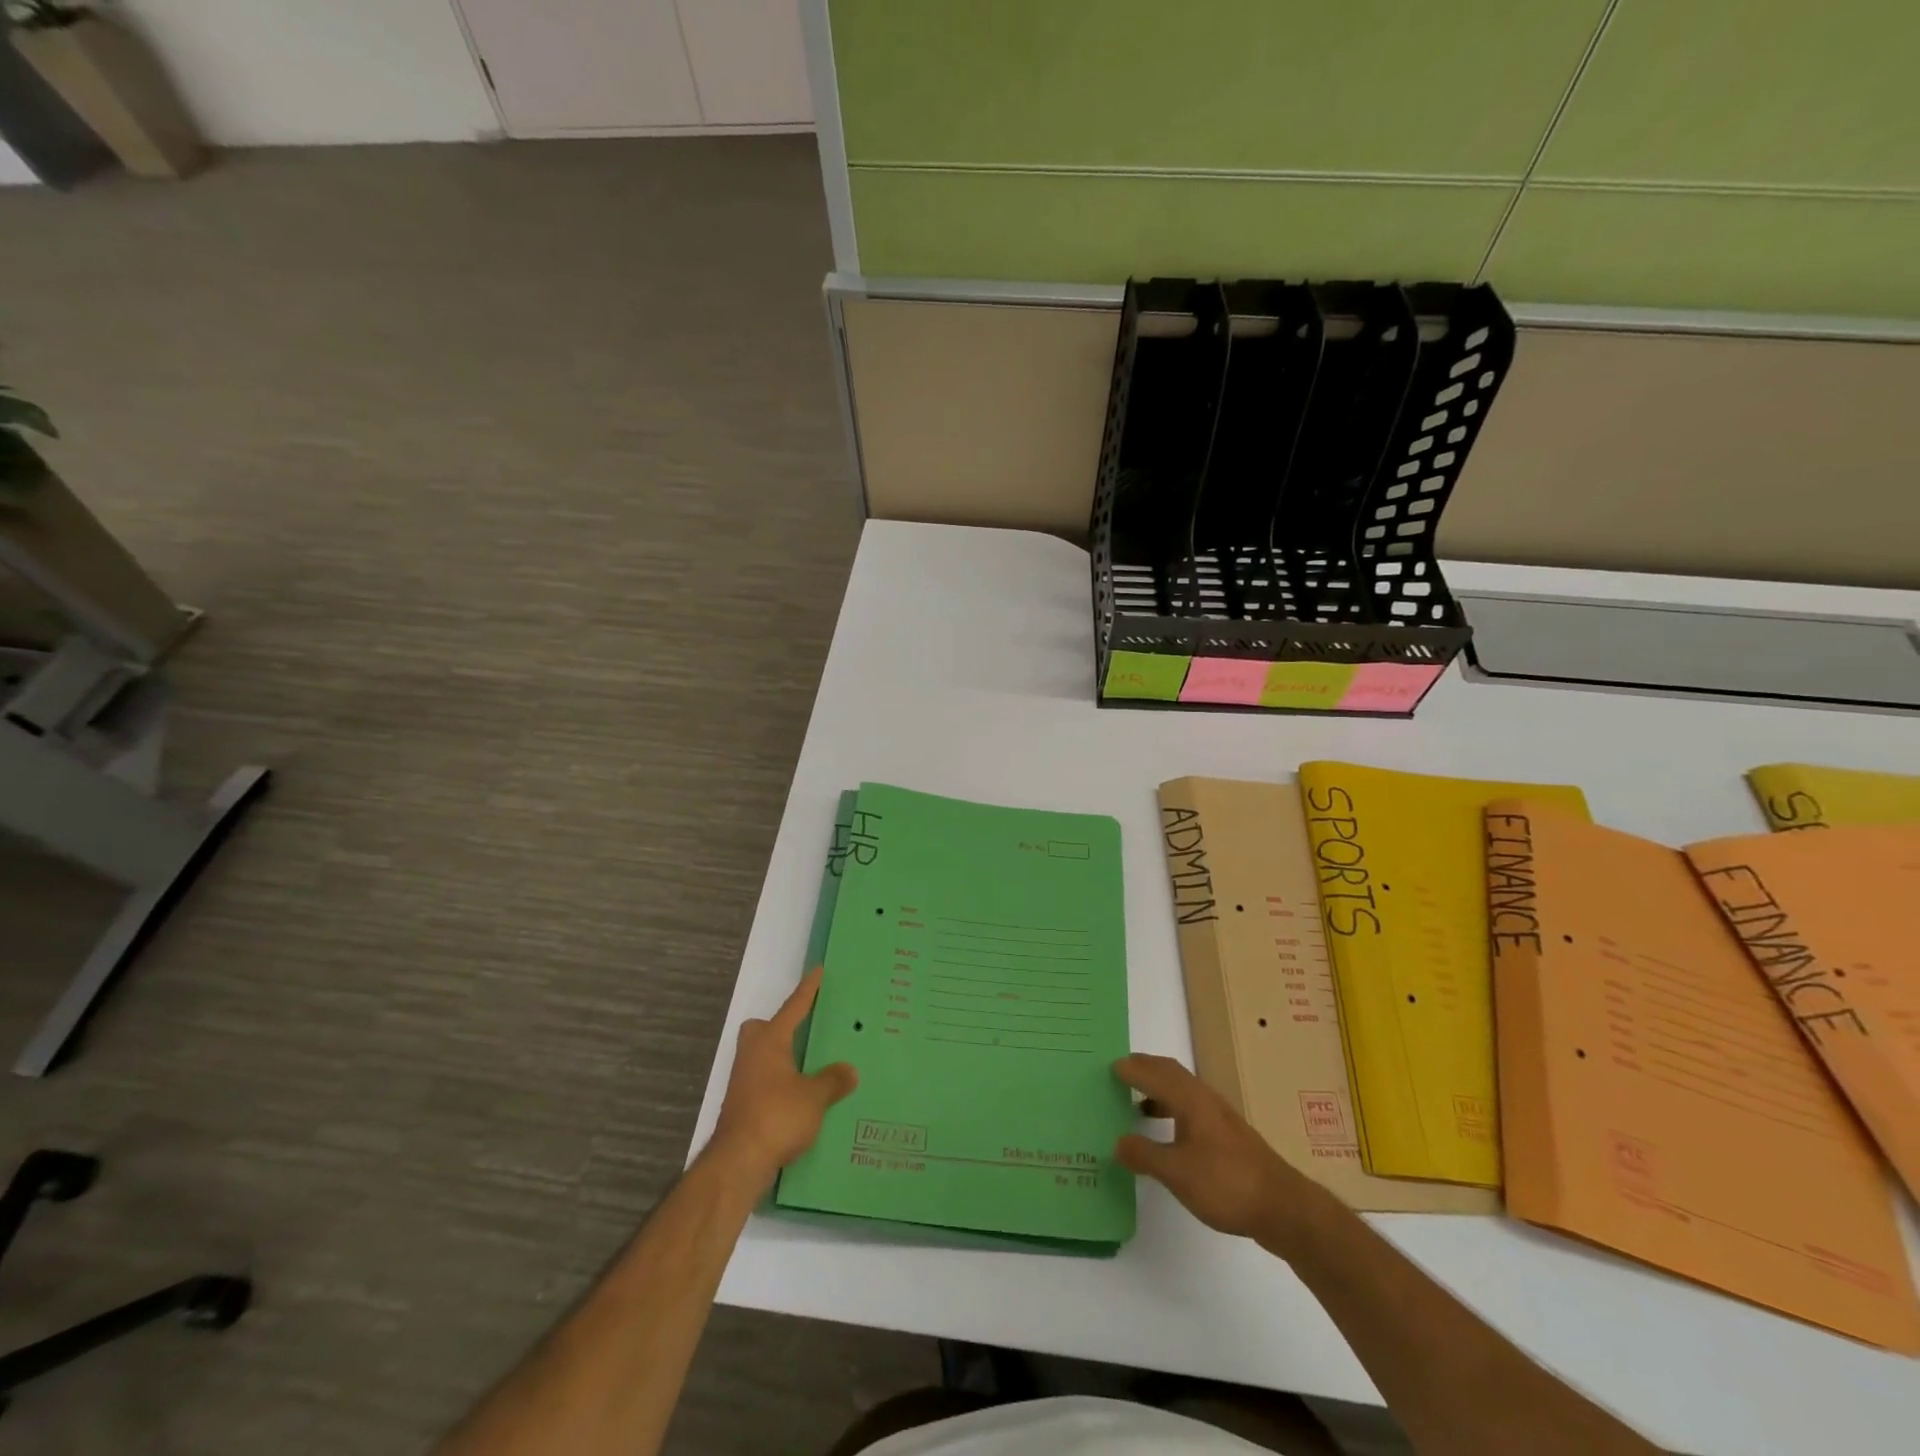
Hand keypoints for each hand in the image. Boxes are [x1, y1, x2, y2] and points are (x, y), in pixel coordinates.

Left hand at [709, 967, 856, 1187]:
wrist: (738, 1162)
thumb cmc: (777, 1116)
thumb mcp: (814, 1097)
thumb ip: (833, 1080)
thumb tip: (850, 1070)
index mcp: (770, 1042)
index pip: (793, 1008)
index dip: (808, 991)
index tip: (818, 971)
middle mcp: (752, 1055)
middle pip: (761, 1030)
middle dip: (778, 1028)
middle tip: (803, 1033)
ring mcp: (743, 1082)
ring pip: (762, 1058)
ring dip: (781, 1059)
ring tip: (809, 1068)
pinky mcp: (742, 1107)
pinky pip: (764, 1083)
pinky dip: (780, 1085)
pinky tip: (800, 1100)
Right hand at [1113, 1054, 1318, 1244]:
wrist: (1283, 1207)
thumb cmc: (1226, 1183)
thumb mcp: (1177, 1173)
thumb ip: (1145, 1154)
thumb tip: (1117, 1141)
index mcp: (1190, 1099)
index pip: (1155, 1072)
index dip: (1132, 1068)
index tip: (1108, 1067)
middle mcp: (1205, 1099)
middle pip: (1170, 1073)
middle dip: (1145, 1070)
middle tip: (1119, 1074)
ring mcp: (1219, 1117)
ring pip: (1182, 1091)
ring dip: (1158, 1090)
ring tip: (1135, 1104)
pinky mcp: (1228, 1136)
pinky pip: (1191, 1109)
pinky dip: (1172, 1110)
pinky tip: (1167, 1135)